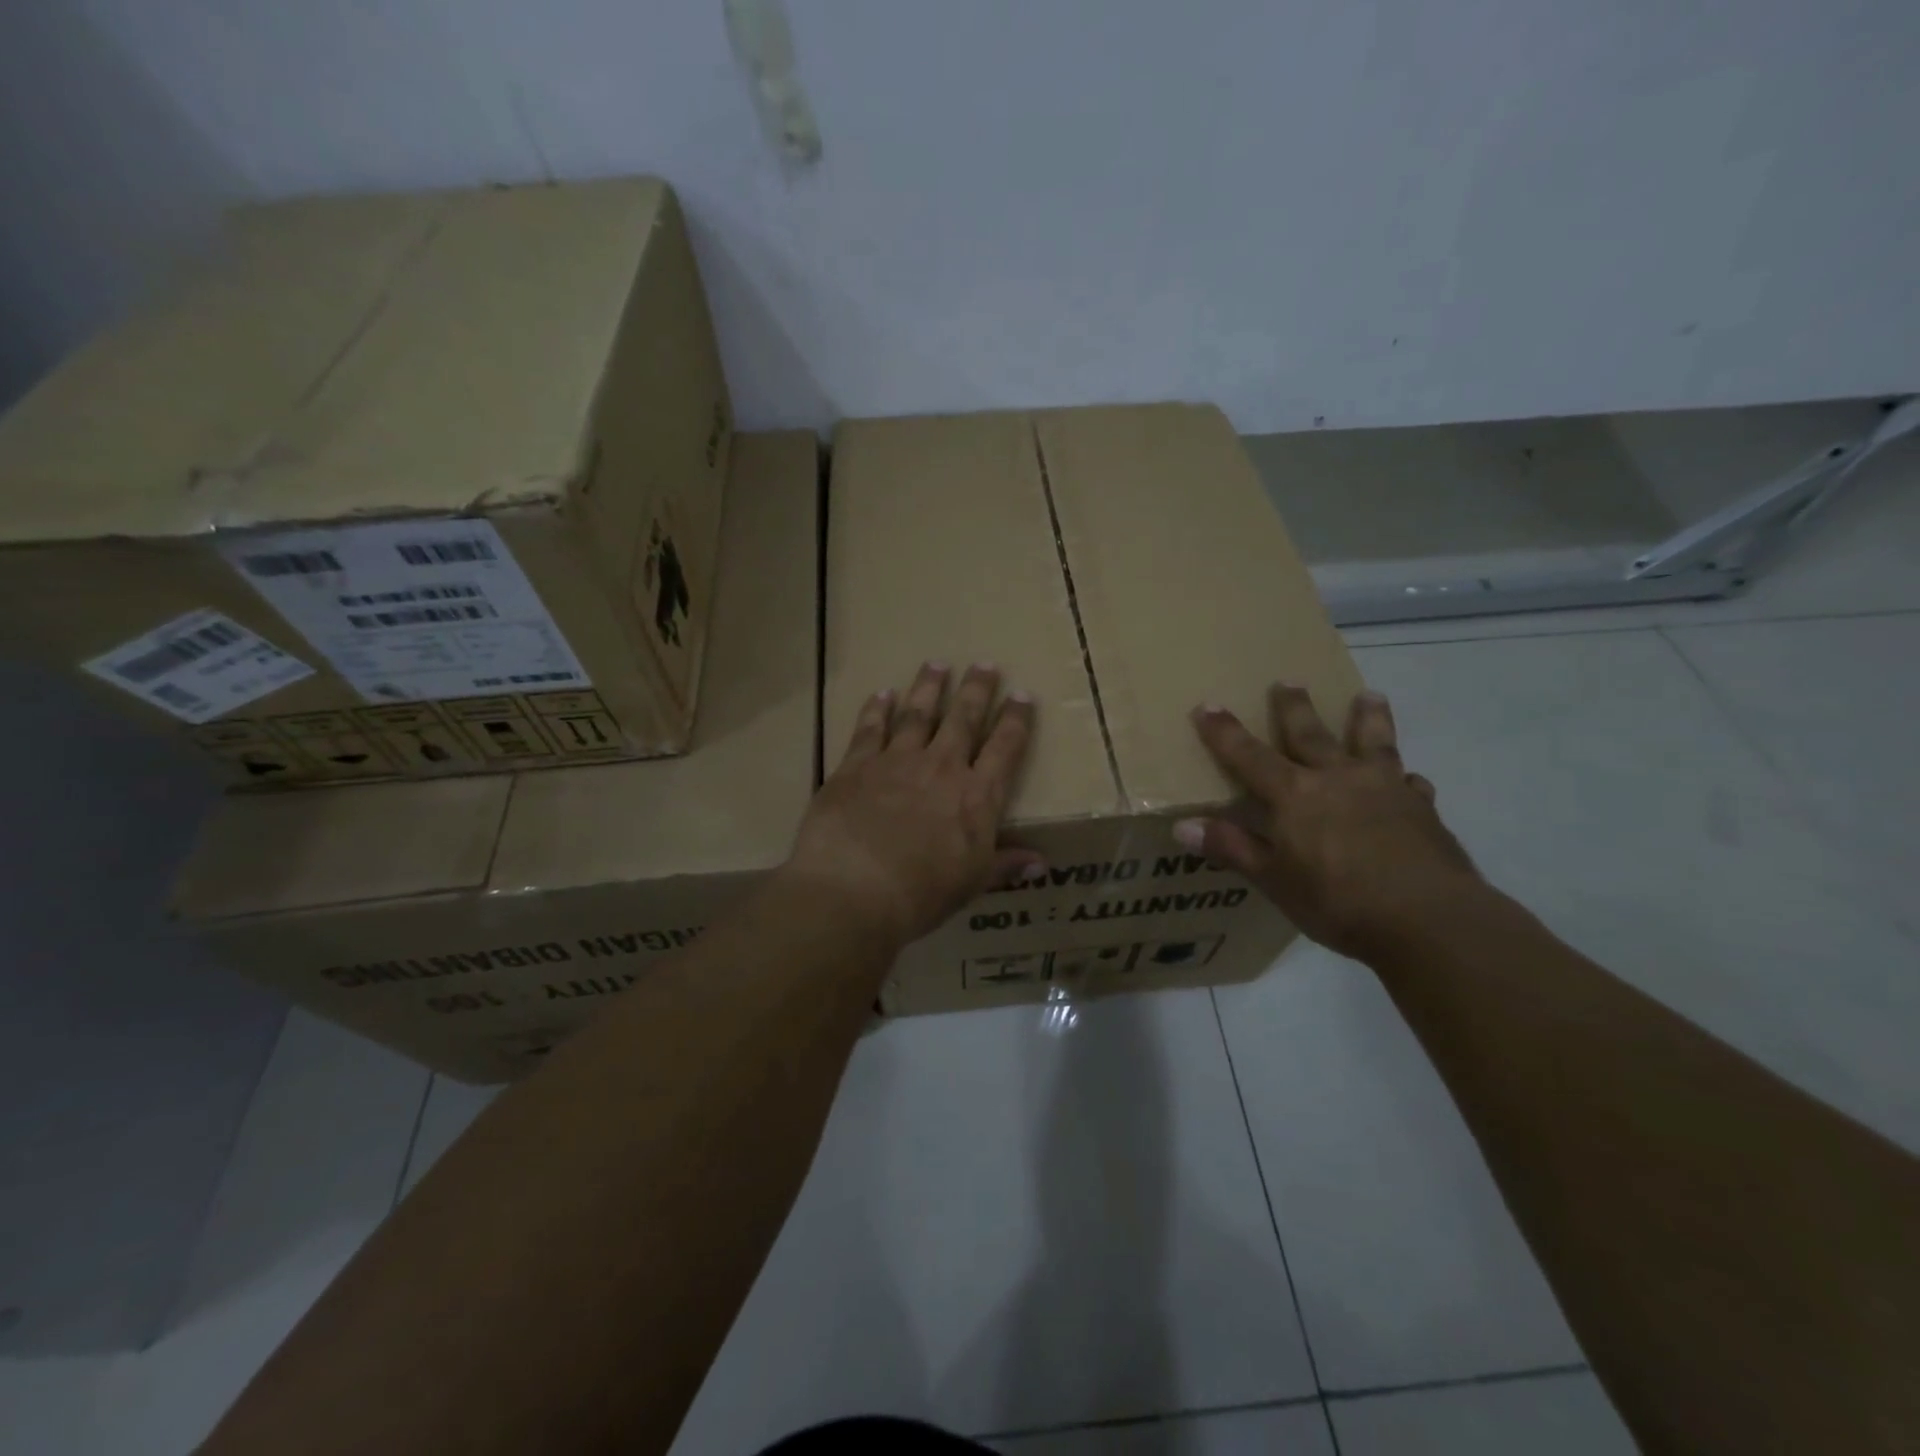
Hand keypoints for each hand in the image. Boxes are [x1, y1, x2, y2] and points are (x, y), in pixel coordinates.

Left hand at [787, 663, 1042, 948]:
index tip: (1022, 695)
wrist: (855, 888)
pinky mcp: (856, 765)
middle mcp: (941, 767)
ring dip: (929, 687)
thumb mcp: (972, 883)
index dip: (1016, 720)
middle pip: (963, 719)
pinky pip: (870, 728)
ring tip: (937, 664)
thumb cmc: (922, 893)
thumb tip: (1041, 864)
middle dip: (977, 689)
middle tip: (984, 663)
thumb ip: (1004, 865)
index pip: (1005, 748)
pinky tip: (882, 693)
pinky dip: (877, 709)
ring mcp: (897, 761)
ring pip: (918, 713)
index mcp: (977, 796)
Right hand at [1175, 685, 1482, 962]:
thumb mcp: (1274, 880)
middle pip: (1310, 734)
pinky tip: (1411, 780)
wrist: (1428, 919)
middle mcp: (1337, 779)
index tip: (1207, 705)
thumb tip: (1182, 827)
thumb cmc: (1337, 901)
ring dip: (1368, 718)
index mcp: (1294, 795)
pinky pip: (1412, 784)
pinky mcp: (1423, 809)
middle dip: (1294, 708)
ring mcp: (1385, 789)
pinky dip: (1406, 779)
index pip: (1249, 756)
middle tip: (1288, 681)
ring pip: (1373, 743)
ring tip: (1370, 695)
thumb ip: (1232, 848)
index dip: (1225, 732)